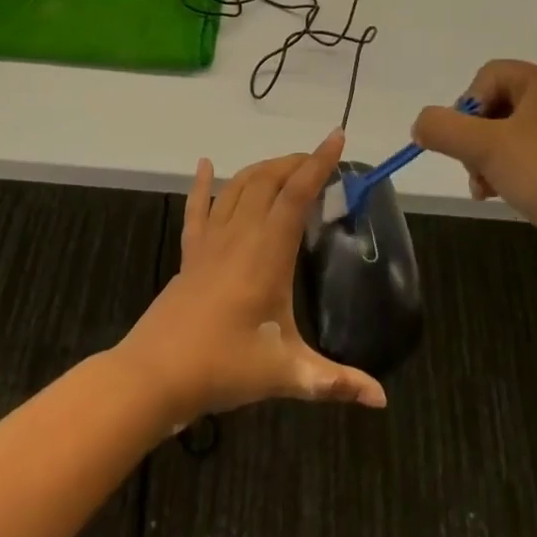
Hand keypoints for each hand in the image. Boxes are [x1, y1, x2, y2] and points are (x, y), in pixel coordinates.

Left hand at [119, 131, 387, 425]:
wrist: (155, 374)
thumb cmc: (223, 367)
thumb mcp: (285, 374)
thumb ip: (334, 381)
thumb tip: (381, 399)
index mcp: (267, 253)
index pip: (297, 195)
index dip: (319, 163)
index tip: (336, 138)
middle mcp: (240, 235)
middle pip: (268, 180)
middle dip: (295, 163)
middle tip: (320, 162)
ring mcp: (211, 241)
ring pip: (238, 187)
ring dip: (263, 169)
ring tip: (285, 167)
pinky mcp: (190, 253)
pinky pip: (197, 208)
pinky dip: (203, 184)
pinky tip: (205, 165)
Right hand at [411, 60, 536, 271]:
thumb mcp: (483, 146)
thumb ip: (441, 128)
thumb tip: (420, 124)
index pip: (490, 74)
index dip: (466, 103)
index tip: (460, 138)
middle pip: (499, 106)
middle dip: (474, 137)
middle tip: (470, 166)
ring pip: (512, 137)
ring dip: (487, 160)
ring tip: (484, 189)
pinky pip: (533, 161)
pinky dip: (511, 175)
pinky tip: (504, 197)